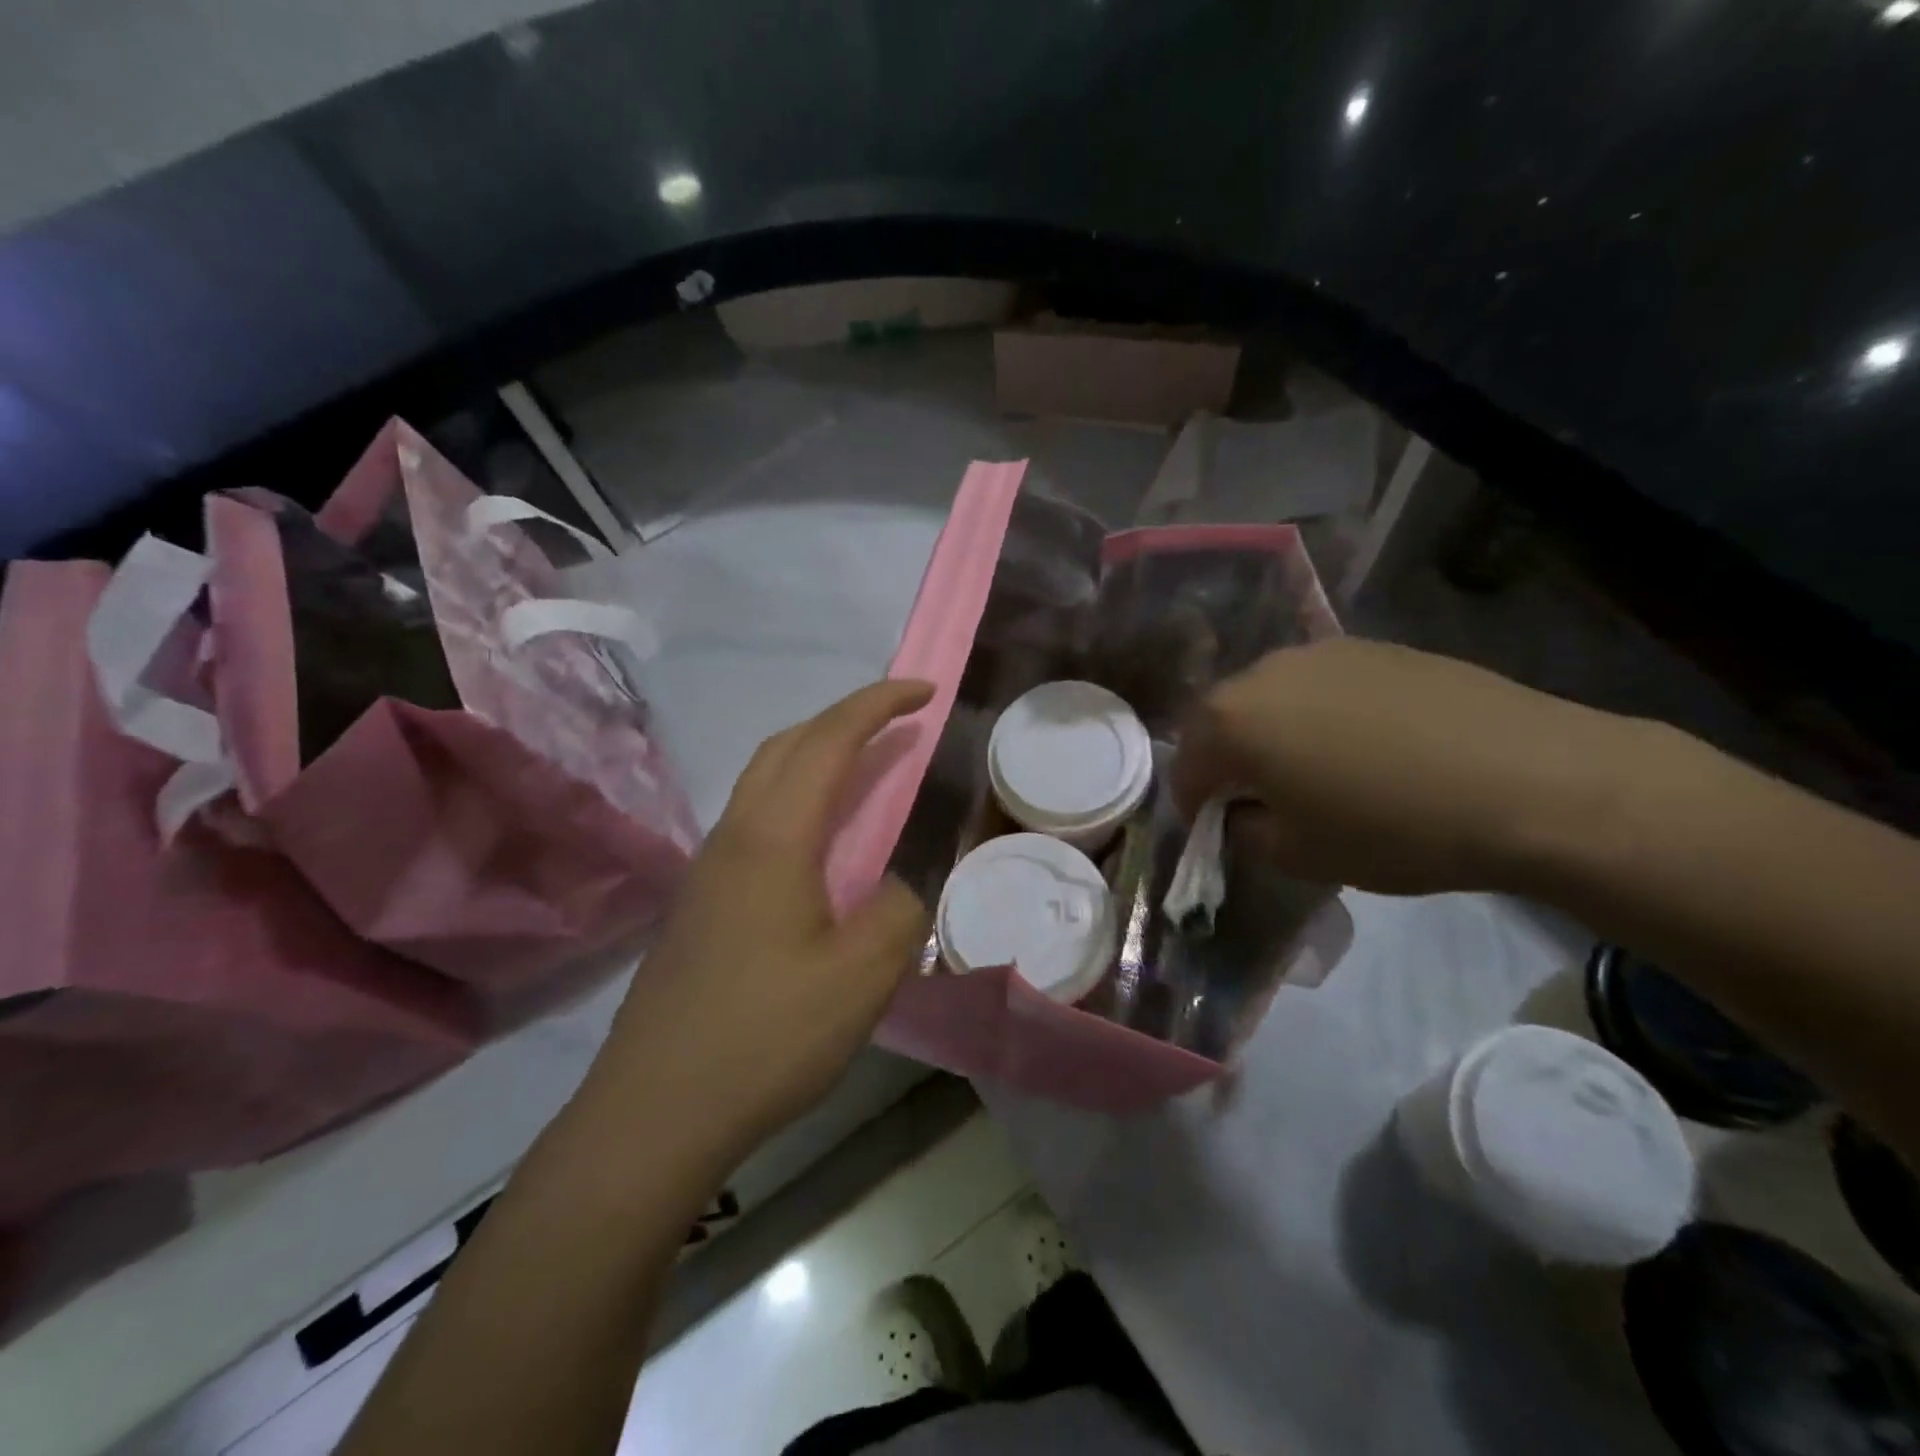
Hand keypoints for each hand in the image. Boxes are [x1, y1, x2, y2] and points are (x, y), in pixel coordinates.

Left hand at [596, 680, 934, 1154]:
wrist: (655, 1111)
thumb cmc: (765, 1037)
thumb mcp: (861, 976)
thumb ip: (895, 911)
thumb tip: (891, 887)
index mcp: (773, 837)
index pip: (829, 740)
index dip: (879, 704)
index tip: (925, 689)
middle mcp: (734, 835)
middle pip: (786, 745)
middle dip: (844, 718)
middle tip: (896, 724)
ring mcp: (709, 868)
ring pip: (764, 779)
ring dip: (816, 756)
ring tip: (865, 772)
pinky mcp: (700, 901)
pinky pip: (755, 818)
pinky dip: (797, 798)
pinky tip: (820, 844)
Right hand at [1171, 639, 1644, 895]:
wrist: (1530, 781)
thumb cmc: (1393, 827)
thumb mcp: (1299, 854)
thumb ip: (1247, 831)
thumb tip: (1244, 812)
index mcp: (1232, 720)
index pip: (1186, 765)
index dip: (1192, 803)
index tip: (1212, 829)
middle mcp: (1265, 671)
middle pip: (1223, 720)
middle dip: (1227, 760)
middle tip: (1256, 799)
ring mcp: (1322, 652)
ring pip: (1272, 697)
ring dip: (1273, 733)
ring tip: (1312, 771)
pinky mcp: (1375, 648)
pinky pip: (1322, 686)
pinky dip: (1320, 715)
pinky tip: (1364, 747)